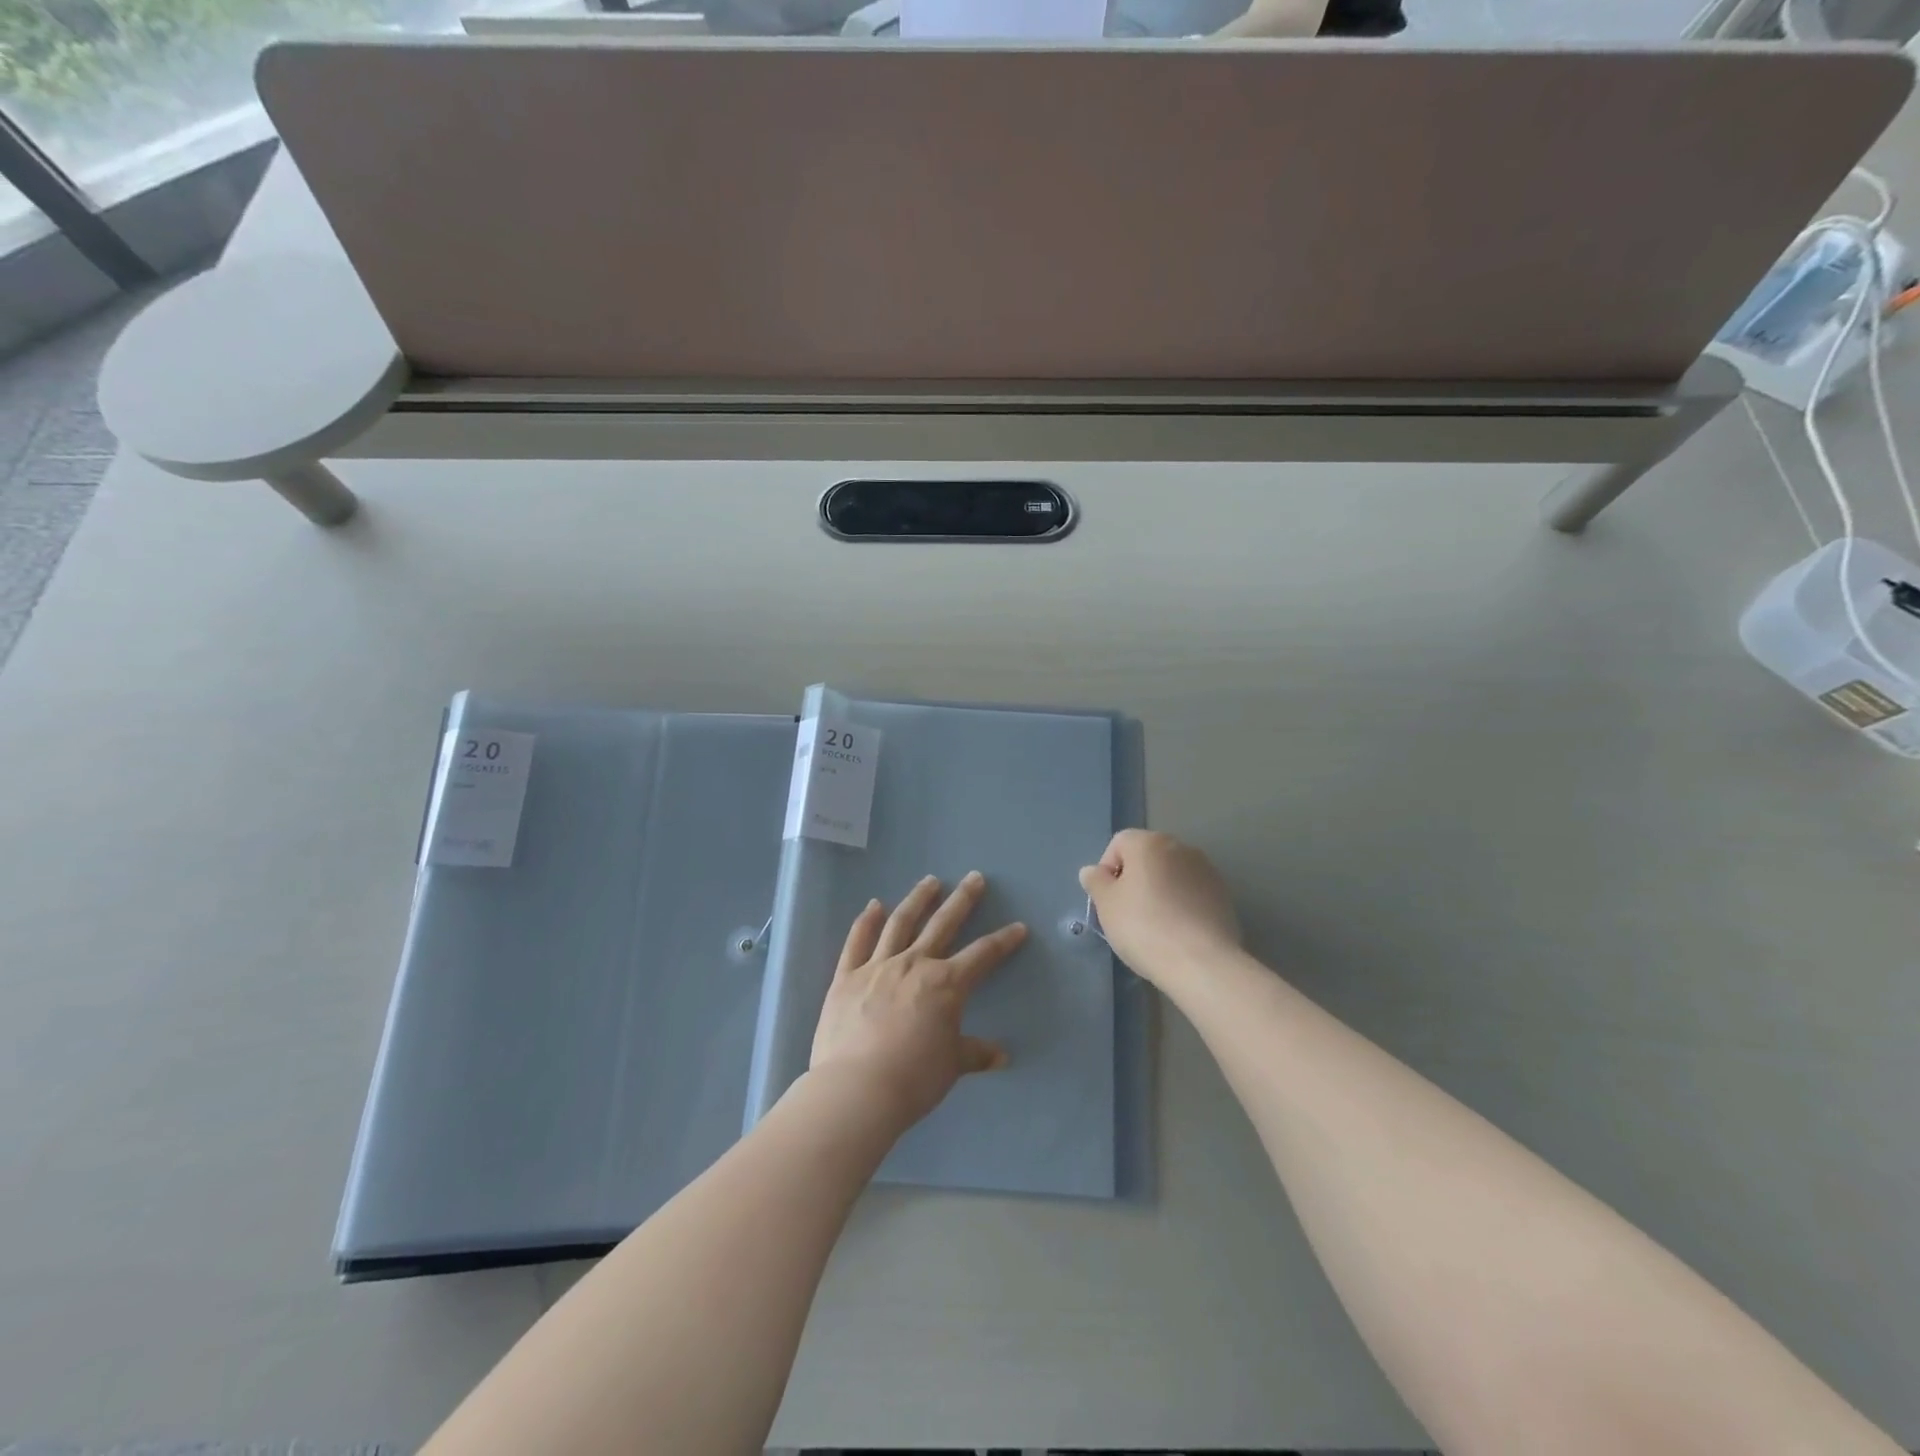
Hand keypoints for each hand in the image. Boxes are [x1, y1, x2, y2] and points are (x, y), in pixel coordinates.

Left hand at [810, 872, 1027, 1129]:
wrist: (857, 1088)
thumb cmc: (913, 1078)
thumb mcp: (951, 1066)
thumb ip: (974, 1054)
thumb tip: (1001, 1056)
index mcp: (946, 984)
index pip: (983, 955)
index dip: (1003, 941)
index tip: (1018, 927)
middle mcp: (914, 964)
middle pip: (942, 924)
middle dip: (962, 900)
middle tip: (974, 878)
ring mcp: (877, 966)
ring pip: (900, 922)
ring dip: (917, 899)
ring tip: (929, 881)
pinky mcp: (847, 976)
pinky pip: (857, 941)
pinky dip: (866, 921)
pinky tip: (874, 905)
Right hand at [1079, 829, 1241, 984]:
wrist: (1201, 962)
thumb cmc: (1144, 927)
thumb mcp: (1106, 905)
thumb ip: (1096, 882)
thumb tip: (1092, 871)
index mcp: (1149, 843)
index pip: (1119, 843)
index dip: (1107, 869)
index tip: (1108, 899)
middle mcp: (1180, 847)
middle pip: (1147, 856)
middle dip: (1135, 878)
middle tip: (1127, 912)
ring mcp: (1206, 870)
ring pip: (1171, 874)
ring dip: (1160, 890)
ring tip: (1155, 924)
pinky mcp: (1223, 894)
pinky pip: (1192, 892)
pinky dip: (1181, 904)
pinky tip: (1178, 931)